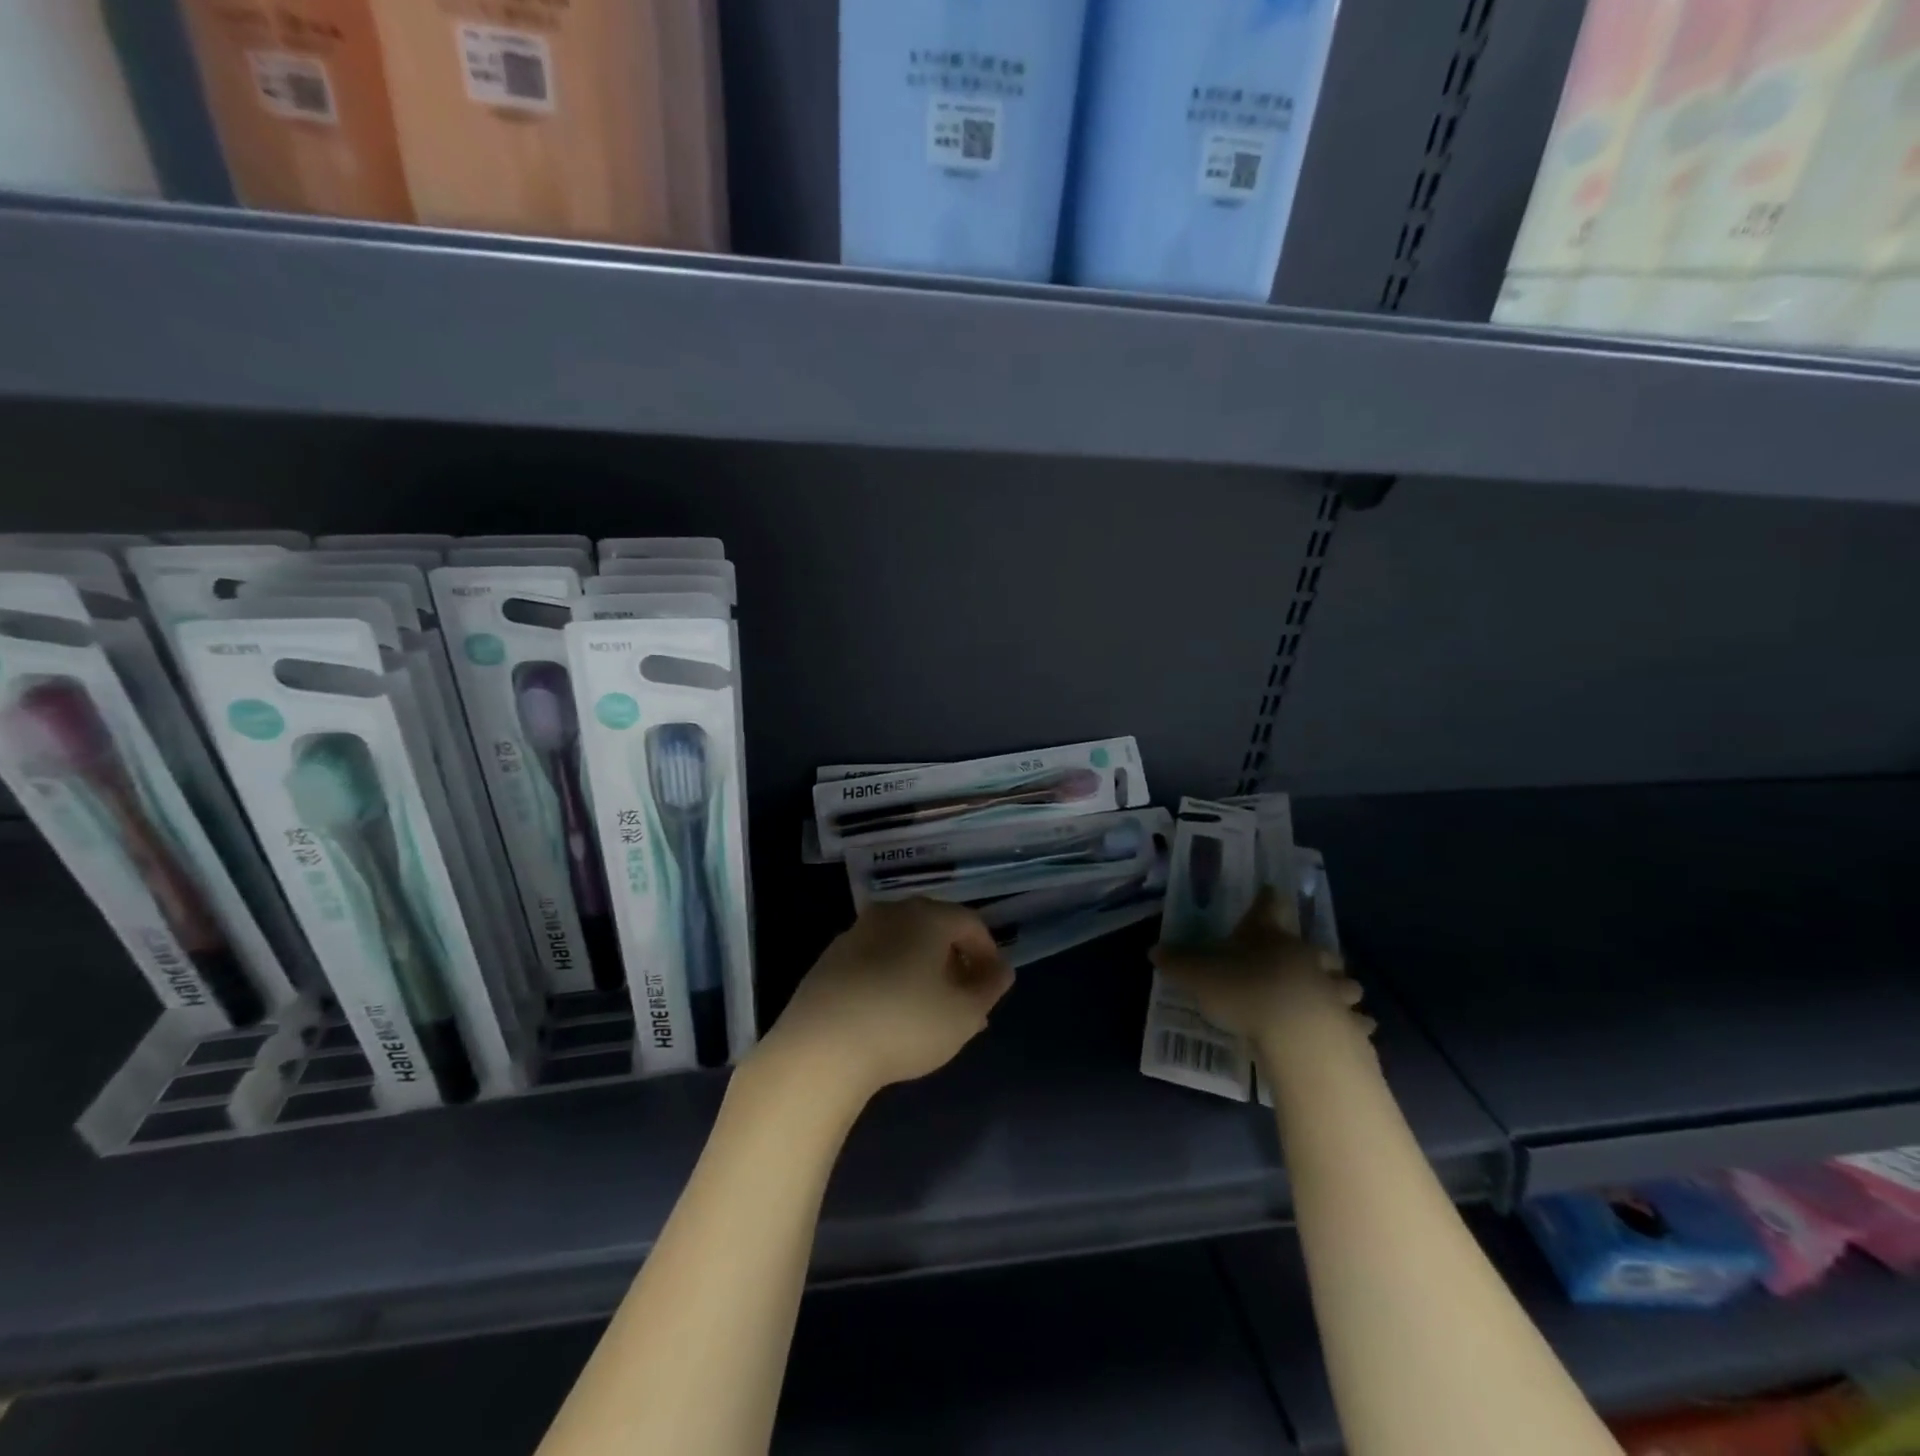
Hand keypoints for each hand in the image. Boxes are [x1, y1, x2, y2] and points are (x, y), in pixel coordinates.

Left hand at [756, 899, 1014, 1102]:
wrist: (822, 1046)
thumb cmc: (905, 1023)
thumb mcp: (963, 1015)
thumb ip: (989, 988)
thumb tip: (1002, 970)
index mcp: (927, 916)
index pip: (970, 923)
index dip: (988, 953)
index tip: (992, 986)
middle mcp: (891, 913)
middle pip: (935, 928)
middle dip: (955, 962)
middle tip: (964, 1000)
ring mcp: (856, 933)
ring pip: (903, 944)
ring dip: (922, 970)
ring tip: (929, 1011)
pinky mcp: (830, 958)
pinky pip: (875, 959)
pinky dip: (891, 976)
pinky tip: (891, 1012)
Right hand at [1150, 887, 1372, 1058]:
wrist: (1294, 1030)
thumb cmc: (1243, 989)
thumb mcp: (1197, 974)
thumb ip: (1177, 962)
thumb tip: (1154, 951)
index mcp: (1268, 936)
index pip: (1270, 906)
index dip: (1269, 900)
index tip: (1270, 893)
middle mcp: (1304, 955)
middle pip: (1317, 946)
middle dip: (1315, 953)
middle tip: (1305, 961)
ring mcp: (1331, 988)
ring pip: (1345, 982)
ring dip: (1340, 987)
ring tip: (1333, 997)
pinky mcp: (1348, 1022)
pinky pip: (1357, 1020)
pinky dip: (1355, 1023)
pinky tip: (1350, 1029)